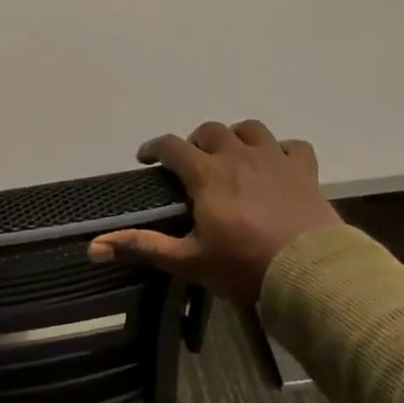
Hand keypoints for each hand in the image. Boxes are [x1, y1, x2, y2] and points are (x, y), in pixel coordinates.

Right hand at [88, 121, 342, 306]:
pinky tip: (277, 164)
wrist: (310, 273)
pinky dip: (282, 150)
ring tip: (232, 155)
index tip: (146, 158)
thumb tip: (93, 247)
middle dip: (195, 142)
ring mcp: (275, 160)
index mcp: (207, 174)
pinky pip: (293, 146)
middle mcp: (238, 156)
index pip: (172, 146)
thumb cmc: (243, 266)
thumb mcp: (187, 261)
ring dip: (236, 137)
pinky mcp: (305, 171)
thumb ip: (141, 247)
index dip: (154, 148)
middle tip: (191, 163)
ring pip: (251, 129)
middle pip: (211, 131)